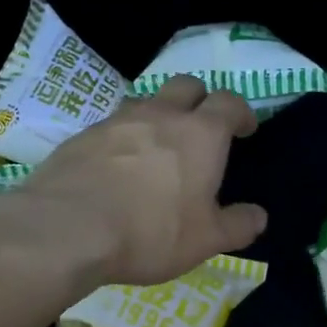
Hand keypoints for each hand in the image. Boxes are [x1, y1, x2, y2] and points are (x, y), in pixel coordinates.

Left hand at [19, 76, 267, 287]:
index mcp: (201, 134)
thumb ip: (237, 225)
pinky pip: (113, 125)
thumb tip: (258, 216)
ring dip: (159, 116)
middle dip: (200, 100)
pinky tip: (118, 167)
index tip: (244, 129)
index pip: (229, 103)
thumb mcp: (206, 240)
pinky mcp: (83, 135)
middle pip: (187, 86)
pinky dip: (124, 138)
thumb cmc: (151, 232)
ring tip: (158, 149)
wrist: (68, 228)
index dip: (241, 112)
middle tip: (202, 129)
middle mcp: (161, 115)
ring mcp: (118, 120)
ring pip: (147, 101)